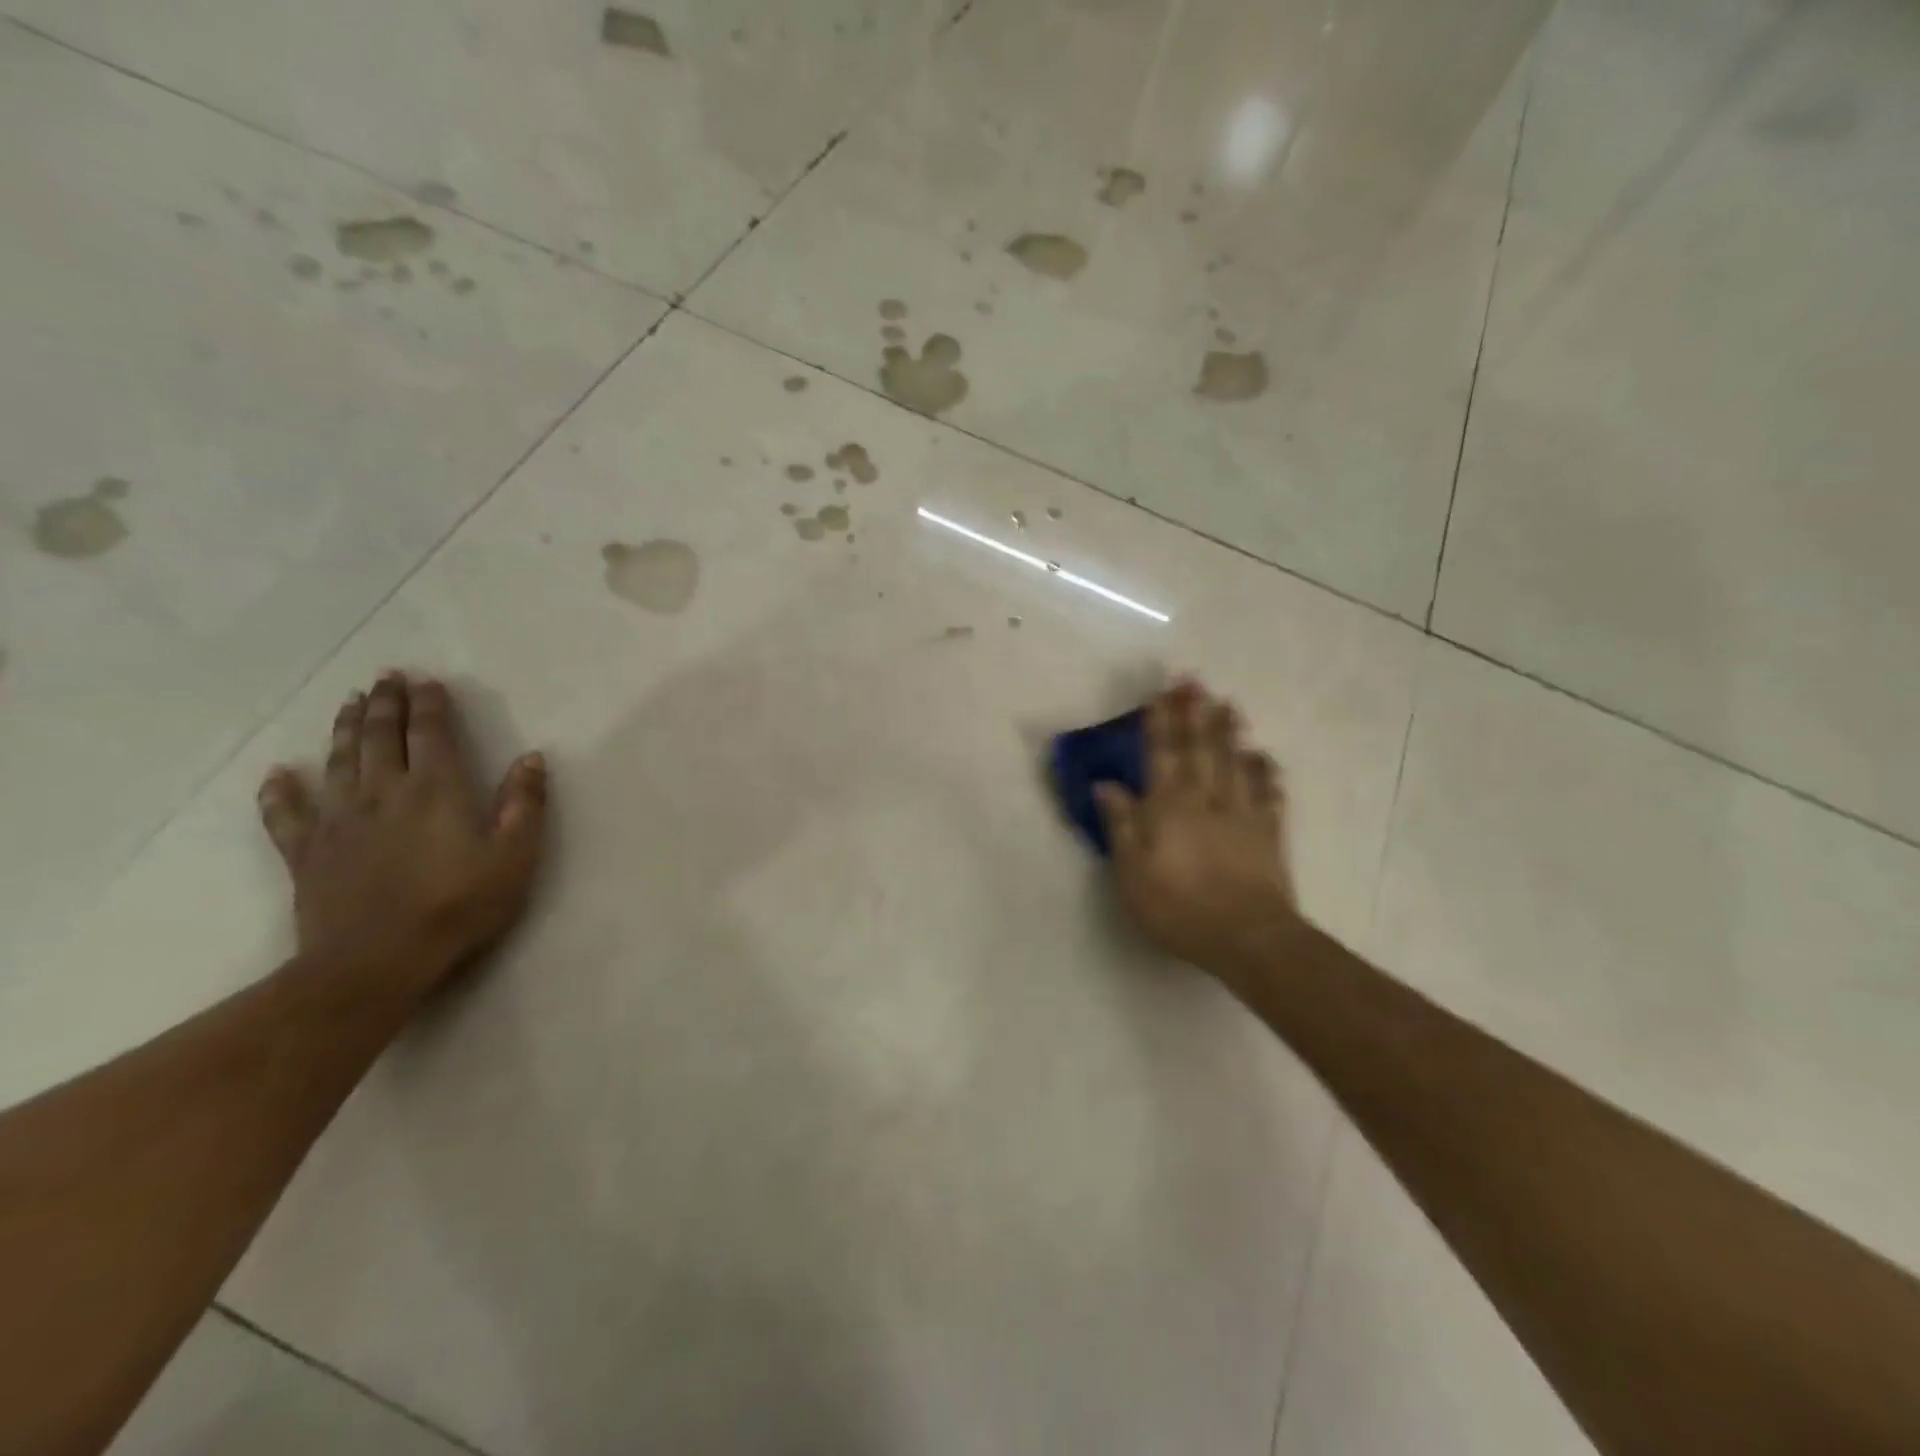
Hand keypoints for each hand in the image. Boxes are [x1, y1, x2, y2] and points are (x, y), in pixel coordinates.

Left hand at [256, 672, 548, 1005]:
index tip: (427, 680)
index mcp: (436, 789)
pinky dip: (280, 791)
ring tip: (349, 702)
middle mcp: (384, 792)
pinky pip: (287, 814)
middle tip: (385, 677)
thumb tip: (532, 758)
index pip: (431, 733)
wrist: (377, 961)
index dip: (430, 704)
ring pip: (338, 761)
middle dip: (385, 703)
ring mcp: (339, 821)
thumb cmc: (459, 905)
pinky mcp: (307, 852)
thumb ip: (524, 804)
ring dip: (343, 728)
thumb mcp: (515, 856)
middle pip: (379, 736)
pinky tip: (278, 774)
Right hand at [1095, 681, 1300, 983]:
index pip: (1162, 754)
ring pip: (1235, 762)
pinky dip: (1266, 772)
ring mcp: (1241, 813)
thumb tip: (1105, 784)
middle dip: (1195, 713)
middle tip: (1195, 681)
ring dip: (1230, 732)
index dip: (1161, 721)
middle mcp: (1206, 799)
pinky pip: (1268, 793)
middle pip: (1200, 748)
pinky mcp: (1268, 833)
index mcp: (1169, 806)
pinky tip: (1265, 757)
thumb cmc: (1178, 906)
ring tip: (1228, 704)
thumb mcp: (1132, 872)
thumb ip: (1121, 825)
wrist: (1246, 936)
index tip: (1161, 692)